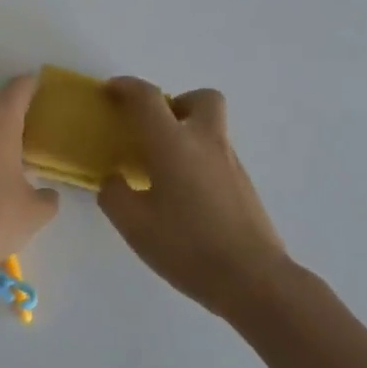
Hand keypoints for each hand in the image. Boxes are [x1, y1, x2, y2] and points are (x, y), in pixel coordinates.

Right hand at [98, 79, 293, 317]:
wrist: (254, 280)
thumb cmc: (187, 246)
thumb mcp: (134, 224)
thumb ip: (115, 195)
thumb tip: (115, 181)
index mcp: (173, 143)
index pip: (147, 98)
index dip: (127, 87)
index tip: (112, 91)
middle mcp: (205, 142)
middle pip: (200, 98)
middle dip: (177, 103)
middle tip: (156, 130)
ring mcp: (231, 163)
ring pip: (211, 129)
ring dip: (188, 135)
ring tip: (165, 172)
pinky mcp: (245, 186)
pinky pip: (218, 157)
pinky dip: (200, 162)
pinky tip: (186, 198)